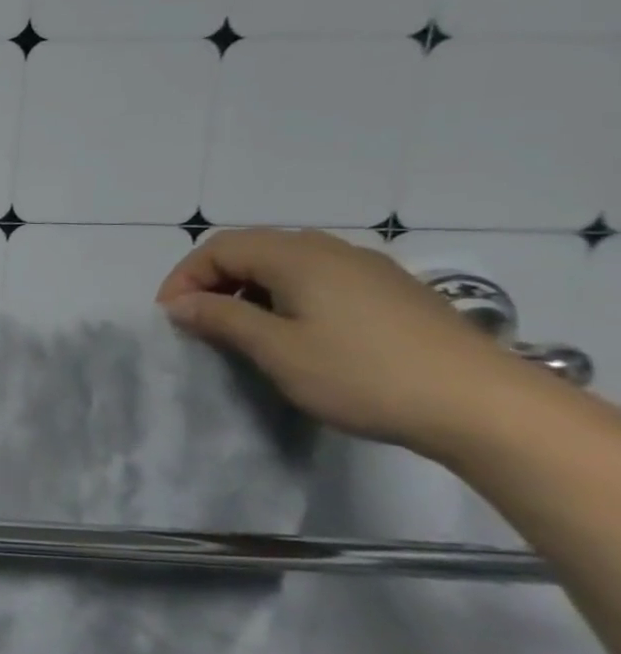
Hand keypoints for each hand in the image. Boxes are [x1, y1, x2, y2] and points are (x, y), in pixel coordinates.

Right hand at [156, 228, 533, 460]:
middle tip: (197, 323)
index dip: (184, 278)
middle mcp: (331, 250)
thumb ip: (222, 319)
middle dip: (213, 281)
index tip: (170, 318)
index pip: (218, 248)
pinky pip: (318, 279)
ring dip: (249, 289)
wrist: (483, 406)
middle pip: (252, 249)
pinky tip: (292, 333)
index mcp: (298, 256)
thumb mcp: (277, 350)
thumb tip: (179, 304)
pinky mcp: (390, 292)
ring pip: (285, 264)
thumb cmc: (363, 374)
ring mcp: (367, 269)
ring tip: (239, 330)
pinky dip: (285, 296)